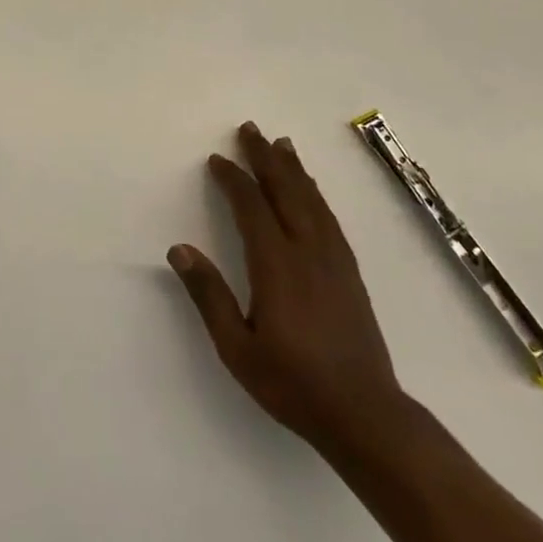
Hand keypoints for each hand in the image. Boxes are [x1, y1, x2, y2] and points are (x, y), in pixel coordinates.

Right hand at [168, 122, 405, 458]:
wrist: (363, 413)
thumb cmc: (292, 383)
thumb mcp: (237, 349)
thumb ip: (209, 296)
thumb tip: (179, 250)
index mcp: (276, 266)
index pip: (252, 208)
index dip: (234, 180)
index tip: (218, 159)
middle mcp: (307, 252)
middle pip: (285, 191)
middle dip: (265, 158)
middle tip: (250, 129)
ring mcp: (334, 259)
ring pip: (311, 200)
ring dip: (293, 169)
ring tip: (281, 144)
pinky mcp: (350, 271)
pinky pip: (329, 218)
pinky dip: (315, 193)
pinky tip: (311, 190)